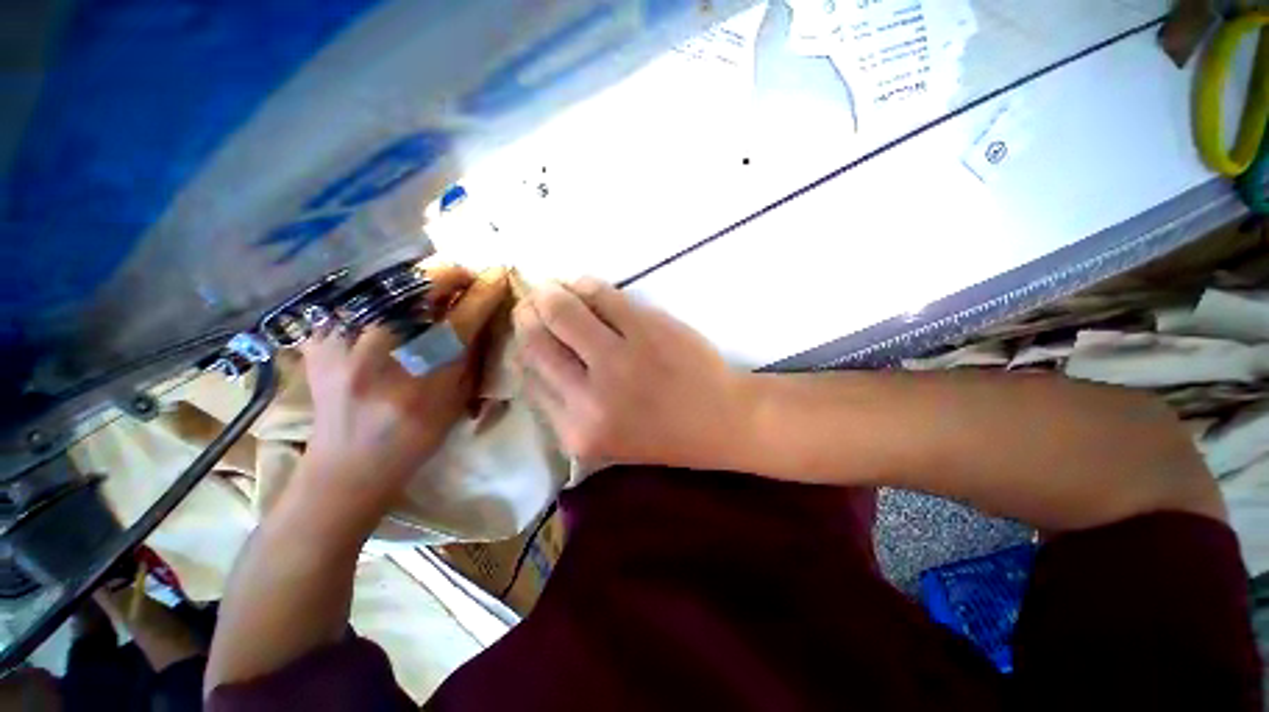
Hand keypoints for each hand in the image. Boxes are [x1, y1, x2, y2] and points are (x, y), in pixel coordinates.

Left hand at [301, 266, 508, 494]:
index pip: (460, 321)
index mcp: (421, 382)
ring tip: (437, 288)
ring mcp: (338, 344)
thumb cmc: (414, 438)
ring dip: (420, 279)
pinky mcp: (317, 338)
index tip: (498, 275)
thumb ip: (471, 354)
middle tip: (467, 279)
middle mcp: (376, 358)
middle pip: (416, 288)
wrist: (346, 465)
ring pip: (386, 283)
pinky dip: (388, 290)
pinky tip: (401, 301)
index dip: (483, 293)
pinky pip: (359, 294)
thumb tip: (483, 311)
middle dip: (449, 274)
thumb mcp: (458, 401)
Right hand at [513, 278, 750, 470]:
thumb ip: (566, 403)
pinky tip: (582, 284)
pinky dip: (586, 285)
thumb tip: (535, 353)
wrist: (721, 420)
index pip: (530, 377)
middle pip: (537, 341)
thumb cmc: (663, 432)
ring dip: (552, 293)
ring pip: (563, 311)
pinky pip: (601, 295)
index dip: (523, 346)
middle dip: (528, 314)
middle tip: (531, 301)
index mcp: (577, 431)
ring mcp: (619, 358)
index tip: (527, 329)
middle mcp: (591, 397)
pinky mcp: (645, 328)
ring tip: (553, 288)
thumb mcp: (604, 437)